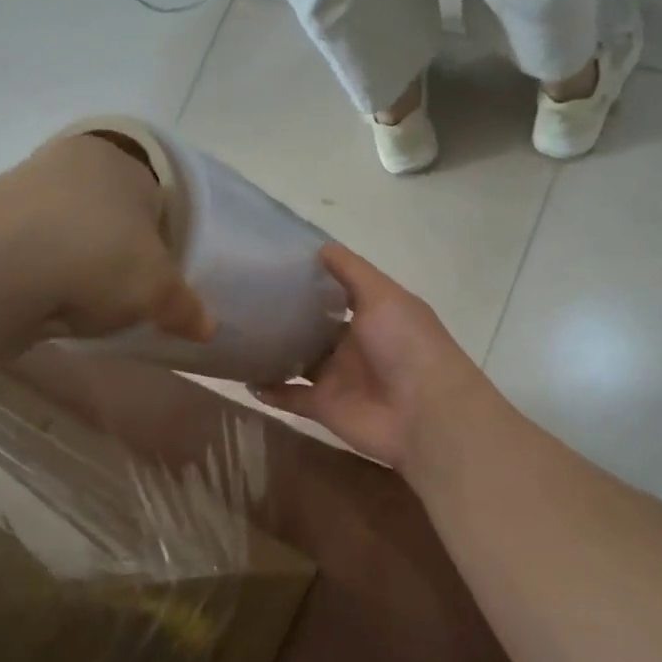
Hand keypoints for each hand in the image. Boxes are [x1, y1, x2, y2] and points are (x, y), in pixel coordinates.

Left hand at [0, 133, 213, 341]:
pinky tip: (51, 298)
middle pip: (110, 210)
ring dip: (78, 258)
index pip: (155, 196)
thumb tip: (207, 327)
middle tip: (128, 289)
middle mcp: (72, 160)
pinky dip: (45, 269)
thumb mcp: (158, 290)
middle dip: (119, 248)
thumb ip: (186, 306)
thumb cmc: (99, 258)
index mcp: (121, 161)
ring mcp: (24, 184)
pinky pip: (34, 245)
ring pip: (68, 226)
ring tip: (87, 300)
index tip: (161, 274)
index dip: (163, 238)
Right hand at [254, 243, 488, 470]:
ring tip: (237, 336)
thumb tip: (321, 247)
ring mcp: (339, 378)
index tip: (275, 266)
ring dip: (274, 352)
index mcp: (373, 315)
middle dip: (287, 316)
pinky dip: (270, 391)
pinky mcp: (324, 407)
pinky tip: (244, 377)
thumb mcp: (383, 296)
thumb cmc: (407, 345)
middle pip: (314, 328)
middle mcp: (355, 344)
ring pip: (299, 362)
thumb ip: (352, 272)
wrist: (424, 414)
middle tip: (244, 299)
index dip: (312, 281)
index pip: (337, 294)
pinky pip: (291, 397)